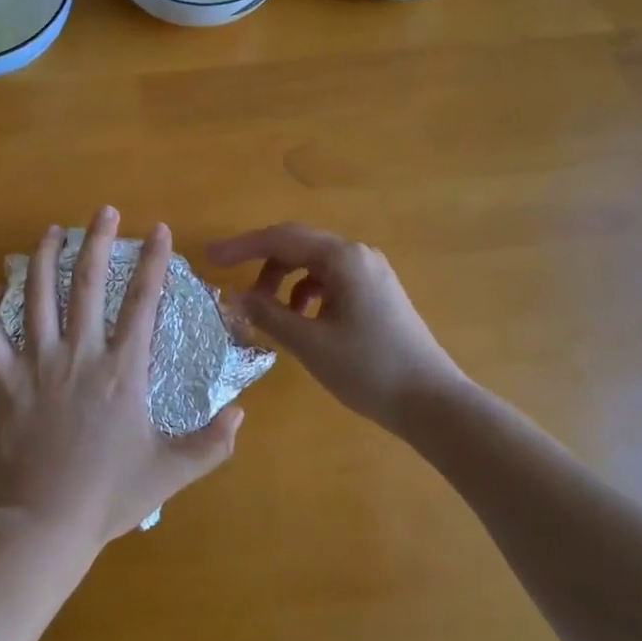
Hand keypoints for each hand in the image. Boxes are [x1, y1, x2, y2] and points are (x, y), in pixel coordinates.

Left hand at [0, 209, 244, 548]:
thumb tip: (241, 413)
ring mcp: (36, 365)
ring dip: (44, 258)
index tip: (160, 230)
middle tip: (104, 210)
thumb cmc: (109, 496)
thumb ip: (212, 443)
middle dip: (98, 241)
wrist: (44, 525)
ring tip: (52, 232)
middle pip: (89, 284)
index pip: (143, 302)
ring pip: (38, 296)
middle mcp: (80, 355)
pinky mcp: (3, 382)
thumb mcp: (172, 471)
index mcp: (123, 371)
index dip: (154, 262)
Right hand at [208, 223, 463, 431]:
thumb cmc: (369, 368)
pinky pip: (330, 281)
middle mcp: (358, 256)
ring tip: (266, 312)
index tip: (209, 258)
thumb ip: (269, 314)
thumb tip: (234, 296)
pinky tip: (299, 321)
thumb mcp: (310, 343)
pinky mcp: (376, 294)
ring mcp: (371, 274)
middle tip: (230, 285)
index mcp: (343, 258)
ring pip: (313, 265)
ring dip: (283, 281)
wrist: (432, 402)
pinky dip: (305, 294)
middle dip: (261, 263)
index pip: (280, 239)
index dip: (241, 247)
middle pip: (297, 246)